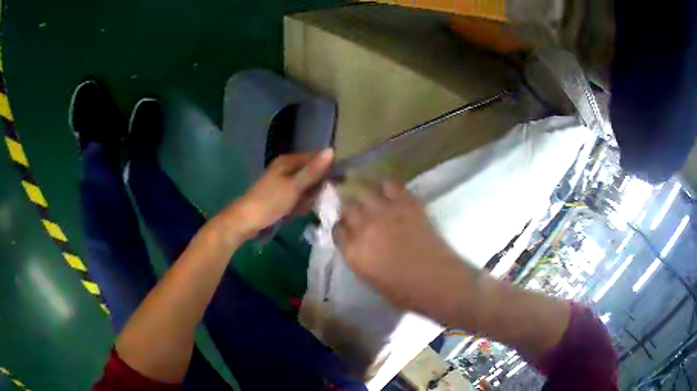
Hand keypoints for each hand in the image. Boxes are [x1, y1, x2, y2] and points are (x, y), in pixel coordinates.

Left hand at [218, 149, 333, 239]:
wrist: (246, 221)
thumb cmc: (270, 202)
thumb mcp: (294, 186)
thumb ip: (313, 171)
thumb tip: (331, 151)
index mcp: (288, 162)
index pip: (315, 158)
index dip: (328, 168)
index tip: (340, 182)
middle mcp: (286, 169)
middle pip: (311, 173)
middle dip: (319, 185)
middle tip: (326, 198)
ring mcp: (283, 183)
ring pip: (306, 187)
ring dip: (311, 196)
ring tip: (312, 206)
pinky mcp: (280, 196)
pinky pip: (298, 197)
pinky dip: (301, 203)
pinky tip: (302, 211)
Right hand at [333, 181, 467, 314]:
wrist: (437, 281)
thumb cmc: (404, 291)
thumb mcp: (370, 278)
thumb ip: (359, 256)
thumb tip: (357, 241)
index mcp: (353, 252)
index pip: (337, 229)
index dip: (343, 227)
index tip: (348, 228)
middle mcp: (364, 228)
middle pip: (348, 208)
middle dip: (352, 210)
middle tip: (361, 214)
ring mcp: (385, 213)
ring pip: (365, 192)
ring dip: (367, 196)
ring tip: (374, 200)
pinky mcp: (406, 204)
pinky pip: (391, 185)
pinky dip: (388, 187)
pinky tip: (392, 194)